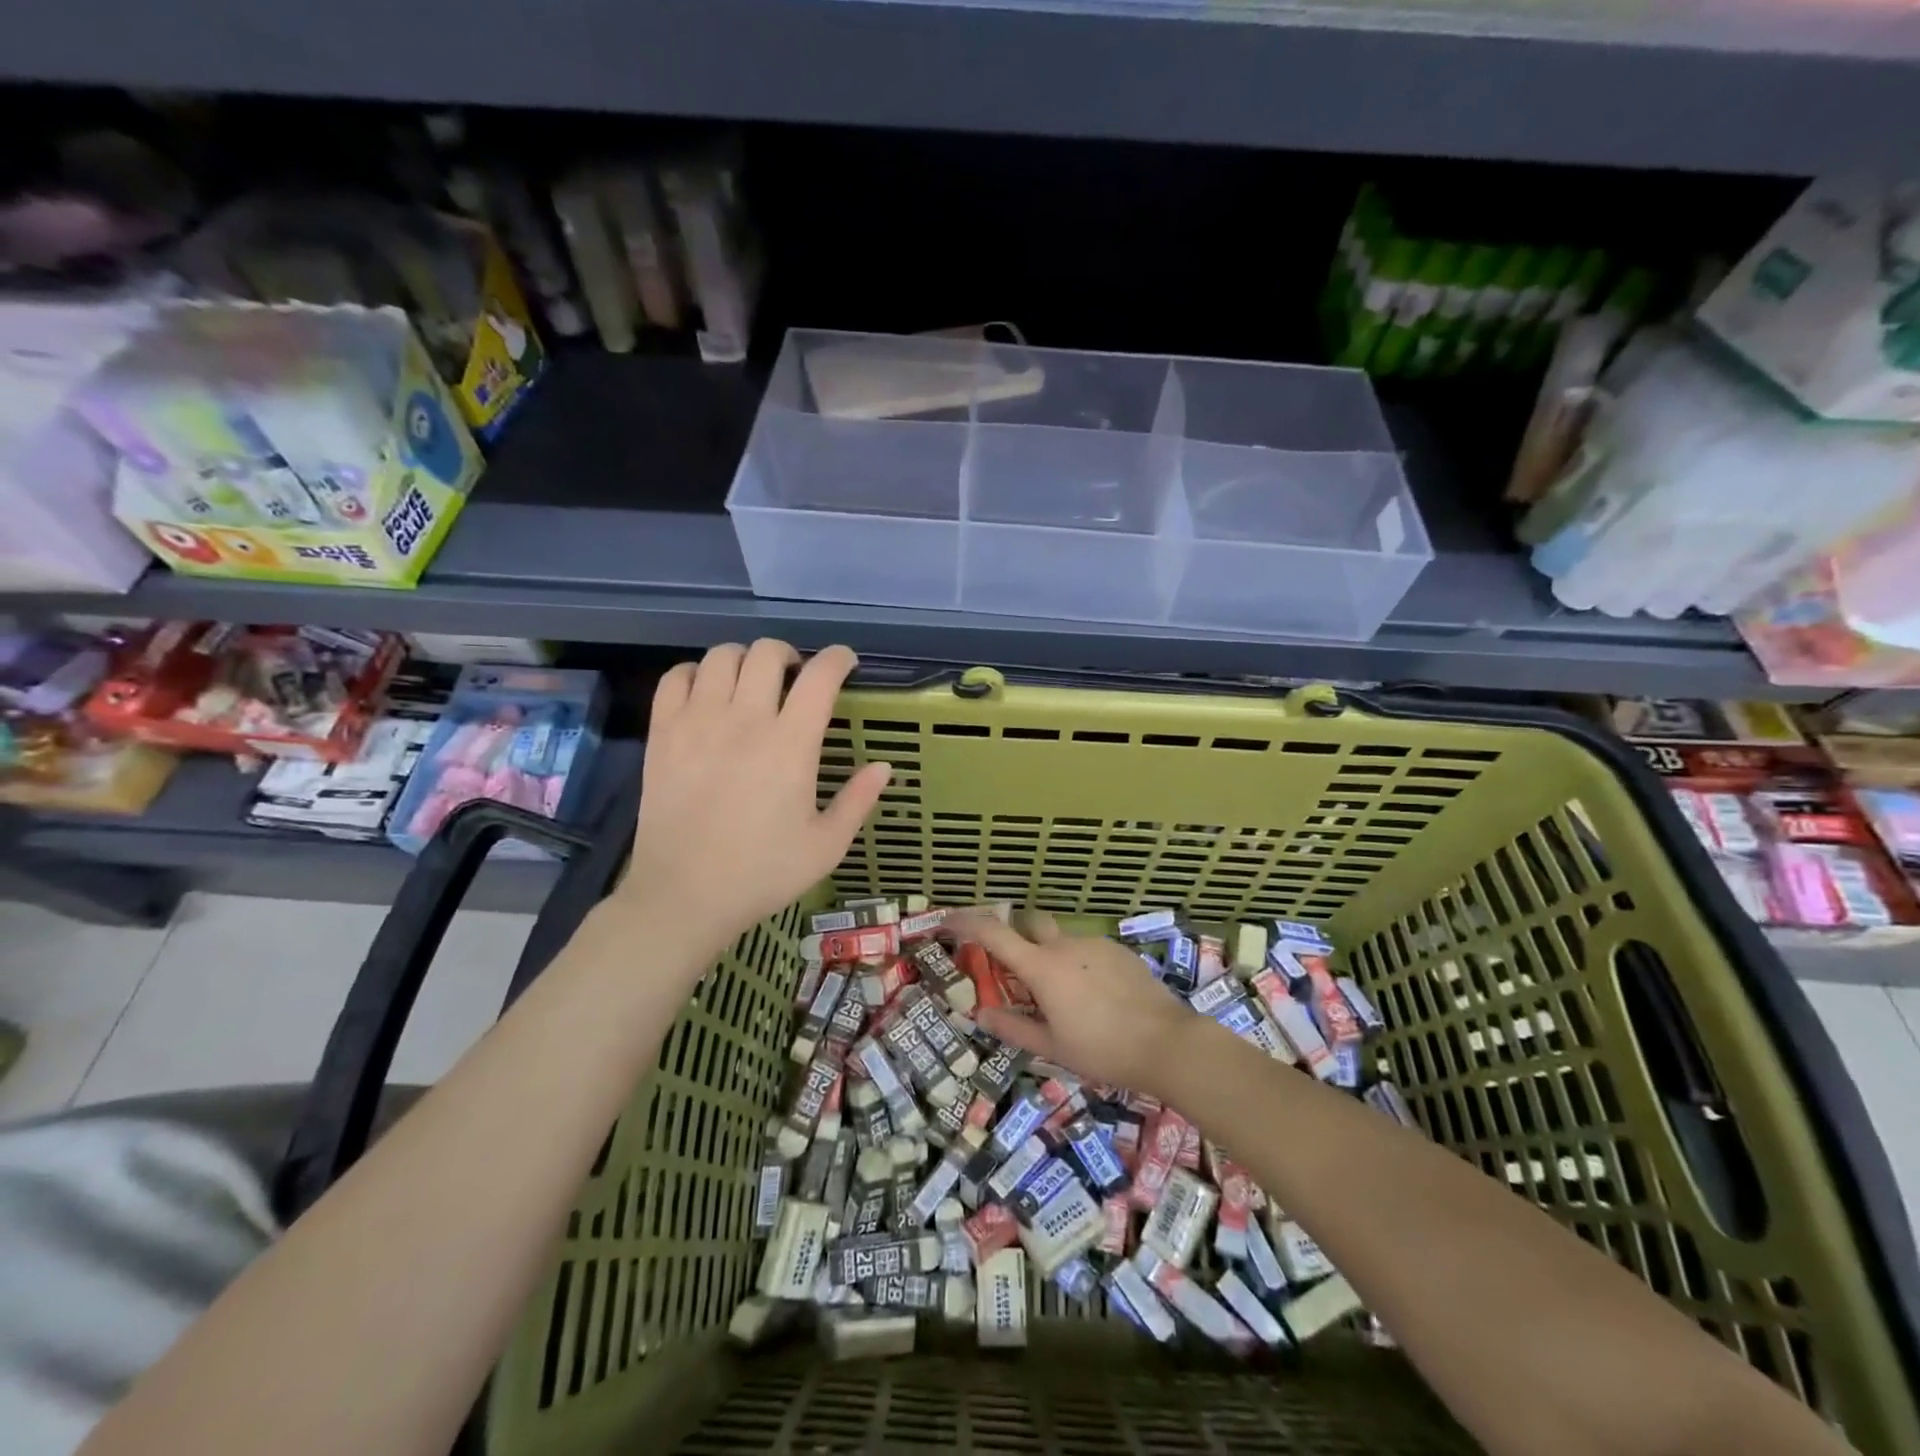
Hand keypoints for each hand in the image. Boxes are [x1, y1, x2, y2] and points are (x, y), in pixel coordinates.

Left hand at [623, 641, 890, 963]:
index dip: (838, 659)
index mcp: (790, 745)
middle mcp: (744, 720)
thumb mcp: (826, 846)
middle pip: (767, 653)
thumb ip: (858, 801)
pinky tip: (707, 694)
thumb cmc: (762, 873)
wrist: (684, 896)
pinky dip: (696, 674)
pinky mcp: (663, 734)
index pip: (820, 677)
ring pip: (721, 656)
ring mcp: (697, 723)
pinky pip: (675, 678)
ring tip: (751, 683)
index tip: (846, 664)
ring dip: (744, 659)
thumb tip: (885, 766)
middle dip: (790, 655)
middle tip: (796, 677)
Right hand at [950, 909, 1202, 1095]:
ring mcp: (1095, 944)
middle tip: (1017, 972)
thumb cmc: (1103, 1050)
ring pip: (1061, 942)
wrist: (1167, 1043)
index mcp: (1042, 968)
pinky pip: (1088, 951)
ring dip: (1053, 960)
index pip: (994, 935)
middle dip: (1017, 938)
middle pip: (1030, 925)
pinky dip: (1080, 966)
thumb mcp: (1052, 1047)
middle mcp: (1065, 946)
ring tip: (1067, 1000)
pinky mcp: (1119, 950)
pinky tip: (1096, 999)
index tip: (948, 919)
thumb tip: (979, 1014)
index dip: (967, 922)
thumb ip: (1013, 1027)